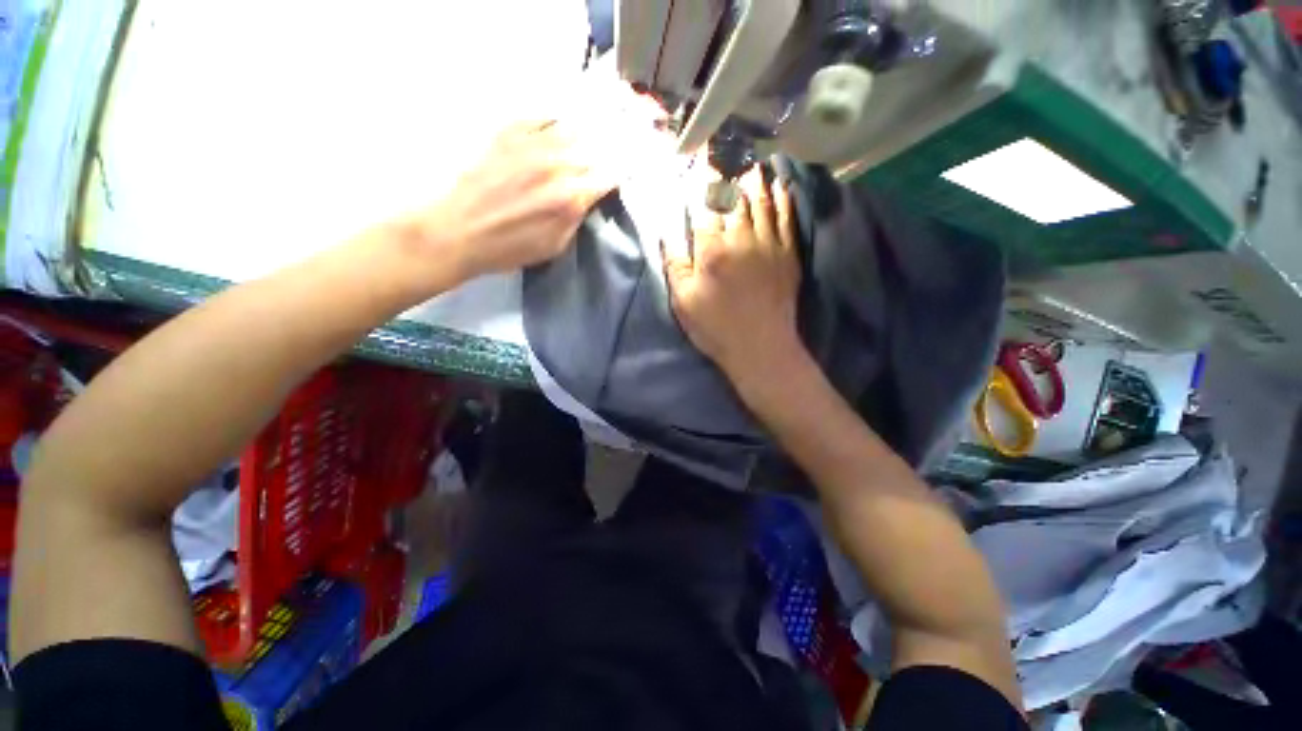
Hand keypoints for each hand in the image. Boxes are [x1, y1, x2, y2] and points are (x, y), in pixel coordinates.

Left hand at [416, 120, 612, 280]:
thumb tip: (588, 198)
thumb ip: (576, 219)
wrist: (458, 231)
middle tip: (607, 160)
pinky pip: (541, 117)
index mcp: (569, 198)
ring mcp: (531, 144)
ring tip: (589, 140)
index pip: (608, 177)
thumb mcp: (554, 246)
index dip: (617, 177)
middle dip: (604, 157)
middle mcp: (555, 165)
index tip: (618, 180)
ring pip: (571, 129)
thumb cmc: (509, 248)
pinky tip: (558, 128)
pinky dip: (555, 122)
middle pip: (594, 151)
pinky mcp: (508, 133)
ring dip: (584, 137)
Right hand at [664, 167, 802, 378]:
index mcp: (712, 250)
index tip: (699, 160)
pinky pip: (787, 218)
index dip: (701, 180)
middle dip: (728, 174)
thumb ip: (675, 263)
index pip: (705, 205)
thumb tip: (668, 230)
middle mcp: (741, 239)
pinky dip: (783, 199)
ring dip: (756, 181)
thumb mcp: (683, 301)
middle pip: (734, 198)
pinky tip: (781, 186)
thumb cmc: (715, 328)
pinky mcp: (788, 255)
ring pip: (762, 202)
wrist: (760, 347)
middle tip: (726, 155)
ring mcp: (769, 245)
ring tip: (752, 163)